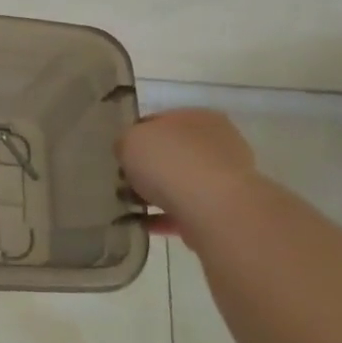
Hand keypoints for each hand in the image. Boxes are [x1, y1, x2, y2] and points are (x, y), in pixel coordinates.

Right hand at [117, 110, 258, 239]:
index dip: (135, 137)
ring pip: (179, 184)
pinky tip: (141, 224)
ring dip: (154, 195)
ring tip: (128, 207)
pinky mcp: (223, 211)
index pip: (159, 122)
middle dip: (146, 168)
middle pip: (171, 154)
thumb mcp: (130, 140)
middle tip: (122, 182)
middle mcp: (216, 144)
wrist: (213, 208)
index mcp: (197, 118)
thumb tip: (128, 152)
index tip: (119, 155)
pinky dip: (163, 217)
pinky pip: (185, 211)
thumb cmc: (170, 162)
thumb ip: (125, 142)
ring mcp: (223, 179)